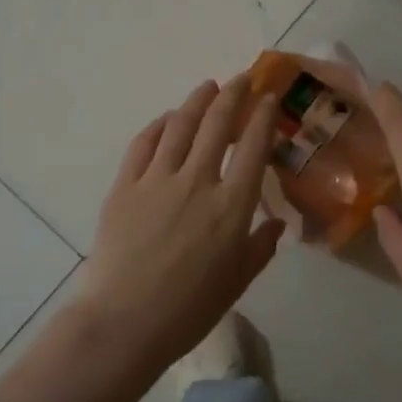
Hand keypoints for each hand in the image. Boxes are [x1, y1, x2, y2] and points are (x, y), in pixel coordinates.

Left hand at [75, 77, 285, 369]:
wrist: (125, 322)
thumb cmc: (189, 309)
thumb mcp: (238, 282)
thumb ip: (261, 246)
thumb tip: (277, 222)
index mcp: (232, 206)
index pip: (254, 147)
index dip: (263, 116)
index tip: (268, 98)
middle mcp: (198, 181)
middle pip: (218, 124)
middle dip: (233, 95)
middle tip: (242, 79)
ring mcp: (157, 180)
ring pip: (181, 125)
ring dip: (198, 100)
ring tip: (208, 87)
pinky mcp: (125, 186)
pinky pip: (144, 143)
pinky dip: (160, 125)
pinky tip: (169, 119)